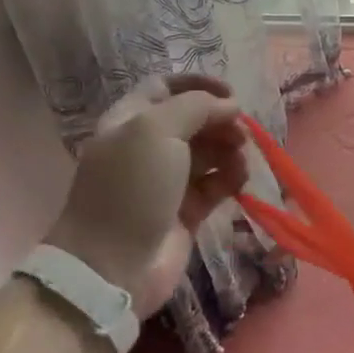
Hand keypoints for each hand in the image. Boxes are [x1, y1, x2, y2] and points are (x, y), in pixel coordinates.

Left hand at [46, 74, 248, 317]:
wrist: (111, 267)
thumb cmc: (131, 188)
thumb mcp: (156, 130)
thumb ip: (197, 106)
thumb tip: (230, 105)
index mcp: (131, 120)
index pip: (166, 87)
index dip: (198, 84)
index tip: (230, 93)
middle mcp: (147, 146)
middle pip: (193, 119)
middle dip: (220, 120)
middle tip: (241, 132)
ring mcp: (167, 180)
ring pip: (209, 151)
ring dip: (230, 149)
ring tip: (241, 160)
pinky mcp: (186, 211)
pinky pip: (216, 183)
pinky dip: (231, 177)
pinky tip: (240, 180)